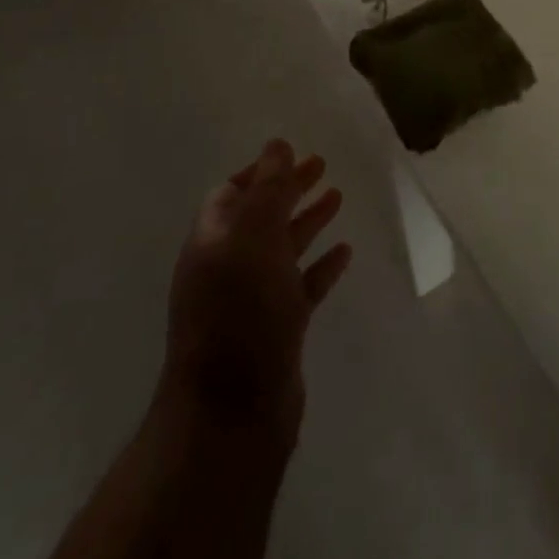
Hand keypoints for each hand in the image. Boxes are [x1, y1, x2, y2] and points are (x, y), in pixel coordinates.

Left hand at [160, 140, 352, 455]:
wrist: (232, 414)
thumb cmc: (240, 314)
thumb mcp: (253, 239)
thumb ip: (268, 189)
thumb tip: (277, 144)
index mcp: (212, 242)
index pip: (232, 193)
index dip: (261, 171)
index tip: (293, 153)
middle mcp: (228, 267)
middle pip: (260, 216)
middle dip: (289, 189)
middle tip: (323, 165)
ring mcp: (251, 301)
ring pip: (282, 249)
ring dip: (308, 221)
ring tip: (339, 197)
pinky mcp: (276, 329)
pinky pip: (302, 285)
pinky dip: (321, 265)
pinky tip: (345, 252)